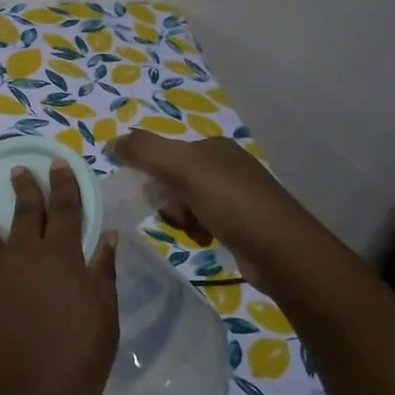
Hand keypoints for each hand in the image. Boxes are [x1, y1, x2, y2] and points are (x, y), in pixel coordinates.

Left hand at [0, 160, 118, 394]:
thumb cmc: (70, 371)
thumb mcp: (102, 325)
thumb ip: (102, 276)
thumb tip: (107, 236)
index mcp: (63, 260)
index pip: (66, 210)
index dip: (64, 185)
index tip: (59, 164)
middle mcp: (24, 255)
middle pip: (26, 212)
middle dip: (27, 188)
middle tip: (22, 170)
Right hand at [109, 130, 316, 286]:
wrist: (282, 252)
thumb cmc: (232, 203)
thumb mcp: (183, 168)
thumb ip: (144, 150)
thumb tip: (111, 143)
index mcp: (213, 147)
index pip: (164, 155)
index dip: (151, 176)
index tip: (154, 198)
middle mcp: (226, 166)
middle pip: (172, 180)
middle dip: (168, 201)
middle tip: (179, 216)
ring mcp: (236, 195)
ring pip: (185, 203)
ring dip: (181, 219)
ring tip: (194, 232)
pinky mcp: (242, 223)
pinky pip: (203, 221)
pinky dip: (196, 231)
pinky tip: (204, 240)